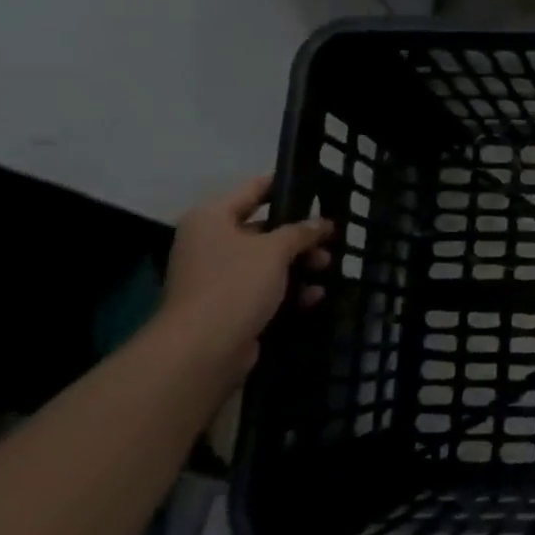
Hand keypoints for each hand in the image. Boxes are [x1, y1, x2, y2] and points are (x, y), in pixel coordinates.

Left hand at [157, 176, 334, 375]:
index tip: (316, 187)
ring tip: (327, 268)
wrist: (203, 348)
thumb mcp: (275, 250)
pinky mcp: (228, 305)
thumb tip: (321, 223)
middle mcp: (211, 242)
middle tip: (331, 239)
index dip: (284, 186)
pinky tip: (314, 296)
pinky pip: (264, 289)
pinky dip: (288, 290)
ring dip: (299, 264)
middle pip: (264, 229)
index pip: (253, 189)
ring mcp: (218, 276)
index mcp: (212, 218)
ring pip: (267, 261)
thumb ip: (301, 231)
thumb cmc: (236, 284)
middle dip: (300, 236)